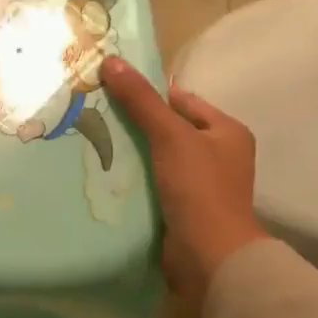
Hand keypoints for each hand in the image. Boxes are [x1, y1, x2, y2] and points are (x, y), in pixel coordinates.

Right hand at [100, 56, 266, 300]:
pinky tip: (102, 172)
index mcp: (227, 132)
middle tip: (93, 112)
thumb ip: (141, 101)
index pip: (182, 101)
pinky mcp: (180, 207)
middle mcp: (217, 155)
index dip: (149, 93)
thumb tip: (111, 61)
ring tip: (90, 139)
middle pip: (167, 128)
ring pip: (156, 157)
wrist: (208, 256)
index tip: (110, 88)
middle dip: (133, 123)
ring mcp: (199, 184)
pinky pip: (151, 182)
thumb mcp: (171, 136)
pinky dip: (131, 177)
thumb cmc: (199, 188)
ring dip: (128, 152)